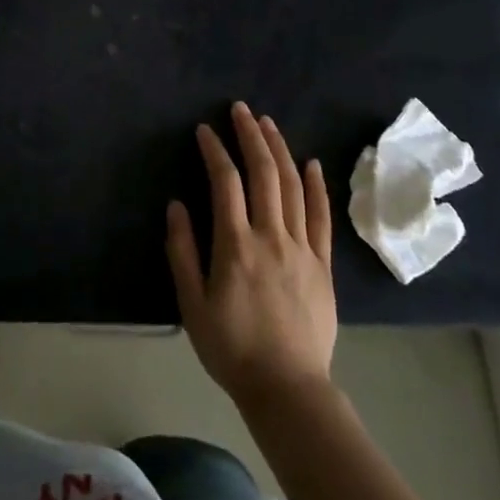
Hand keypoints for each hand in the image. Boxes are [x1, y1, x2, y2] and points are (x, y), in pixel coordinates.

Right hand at [167, 102, 336, 406]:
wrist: (288, 390)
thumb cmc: (232, 348)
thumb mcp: (192, 304)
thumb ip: (182, 252)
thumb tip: (176, 205)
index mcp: (236, 246)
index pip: (225, 182)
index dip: (215, 150)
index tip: (204, 130)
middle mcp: (271, 237)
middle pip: (264, 173)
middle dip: (251, 136)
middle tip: (240, 109)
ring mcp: (302, 249)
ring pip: (293, 186)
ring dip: (280, 150)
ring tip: (268, 123)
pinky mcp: (323, 264)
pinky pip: (322, 217)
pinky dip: (317, 186)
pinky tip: (312, 163)